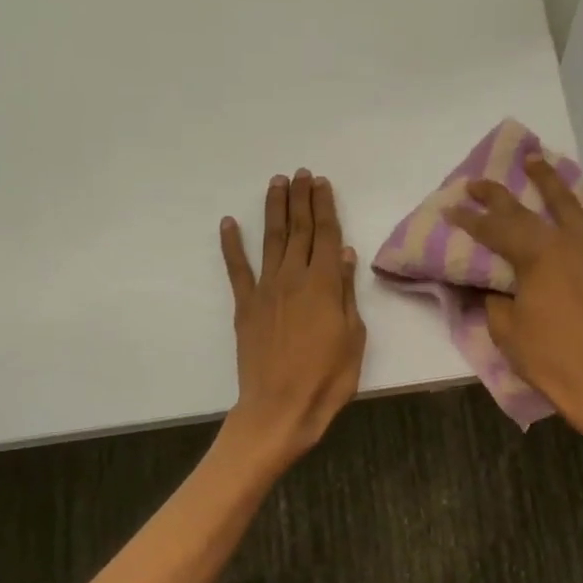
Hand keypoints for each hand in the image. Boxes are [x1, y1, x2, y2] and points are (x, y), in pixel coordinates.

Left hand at [219, 169, 365, 466]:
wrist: (280, 408)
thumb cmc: (327, 378)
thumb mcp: (353, 337)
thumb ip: (346, 293)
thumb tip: (344, 254)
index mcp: (324, 284)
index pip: (325, 235)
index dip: (324, 206)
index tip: (321, 183)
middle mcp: (293, 278)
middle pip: (298, 230)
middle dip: (301, 199)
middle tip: (300, 174)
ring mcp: (265, 291)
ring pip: (271, 241)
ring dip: (274, 210)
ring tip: (276, 184)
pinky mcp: (245, 307)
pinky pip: (237, 270)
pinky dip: (232, 245)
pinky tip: (229, 223)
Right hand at [445, 155, 582, 433]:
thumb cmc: (549, 358)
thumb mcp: (506, 329)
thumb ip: (494, 298)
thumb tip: (491, 283)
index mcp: (536, 256)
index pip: (495, 230)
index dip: (469, 219)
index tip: (450, 209)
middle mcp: (567, 242)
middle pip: (527, 210)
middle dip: (497, 195)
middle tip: (477, 183)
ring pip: (573, 204)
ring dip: (551, 181)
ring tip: (536, 161)